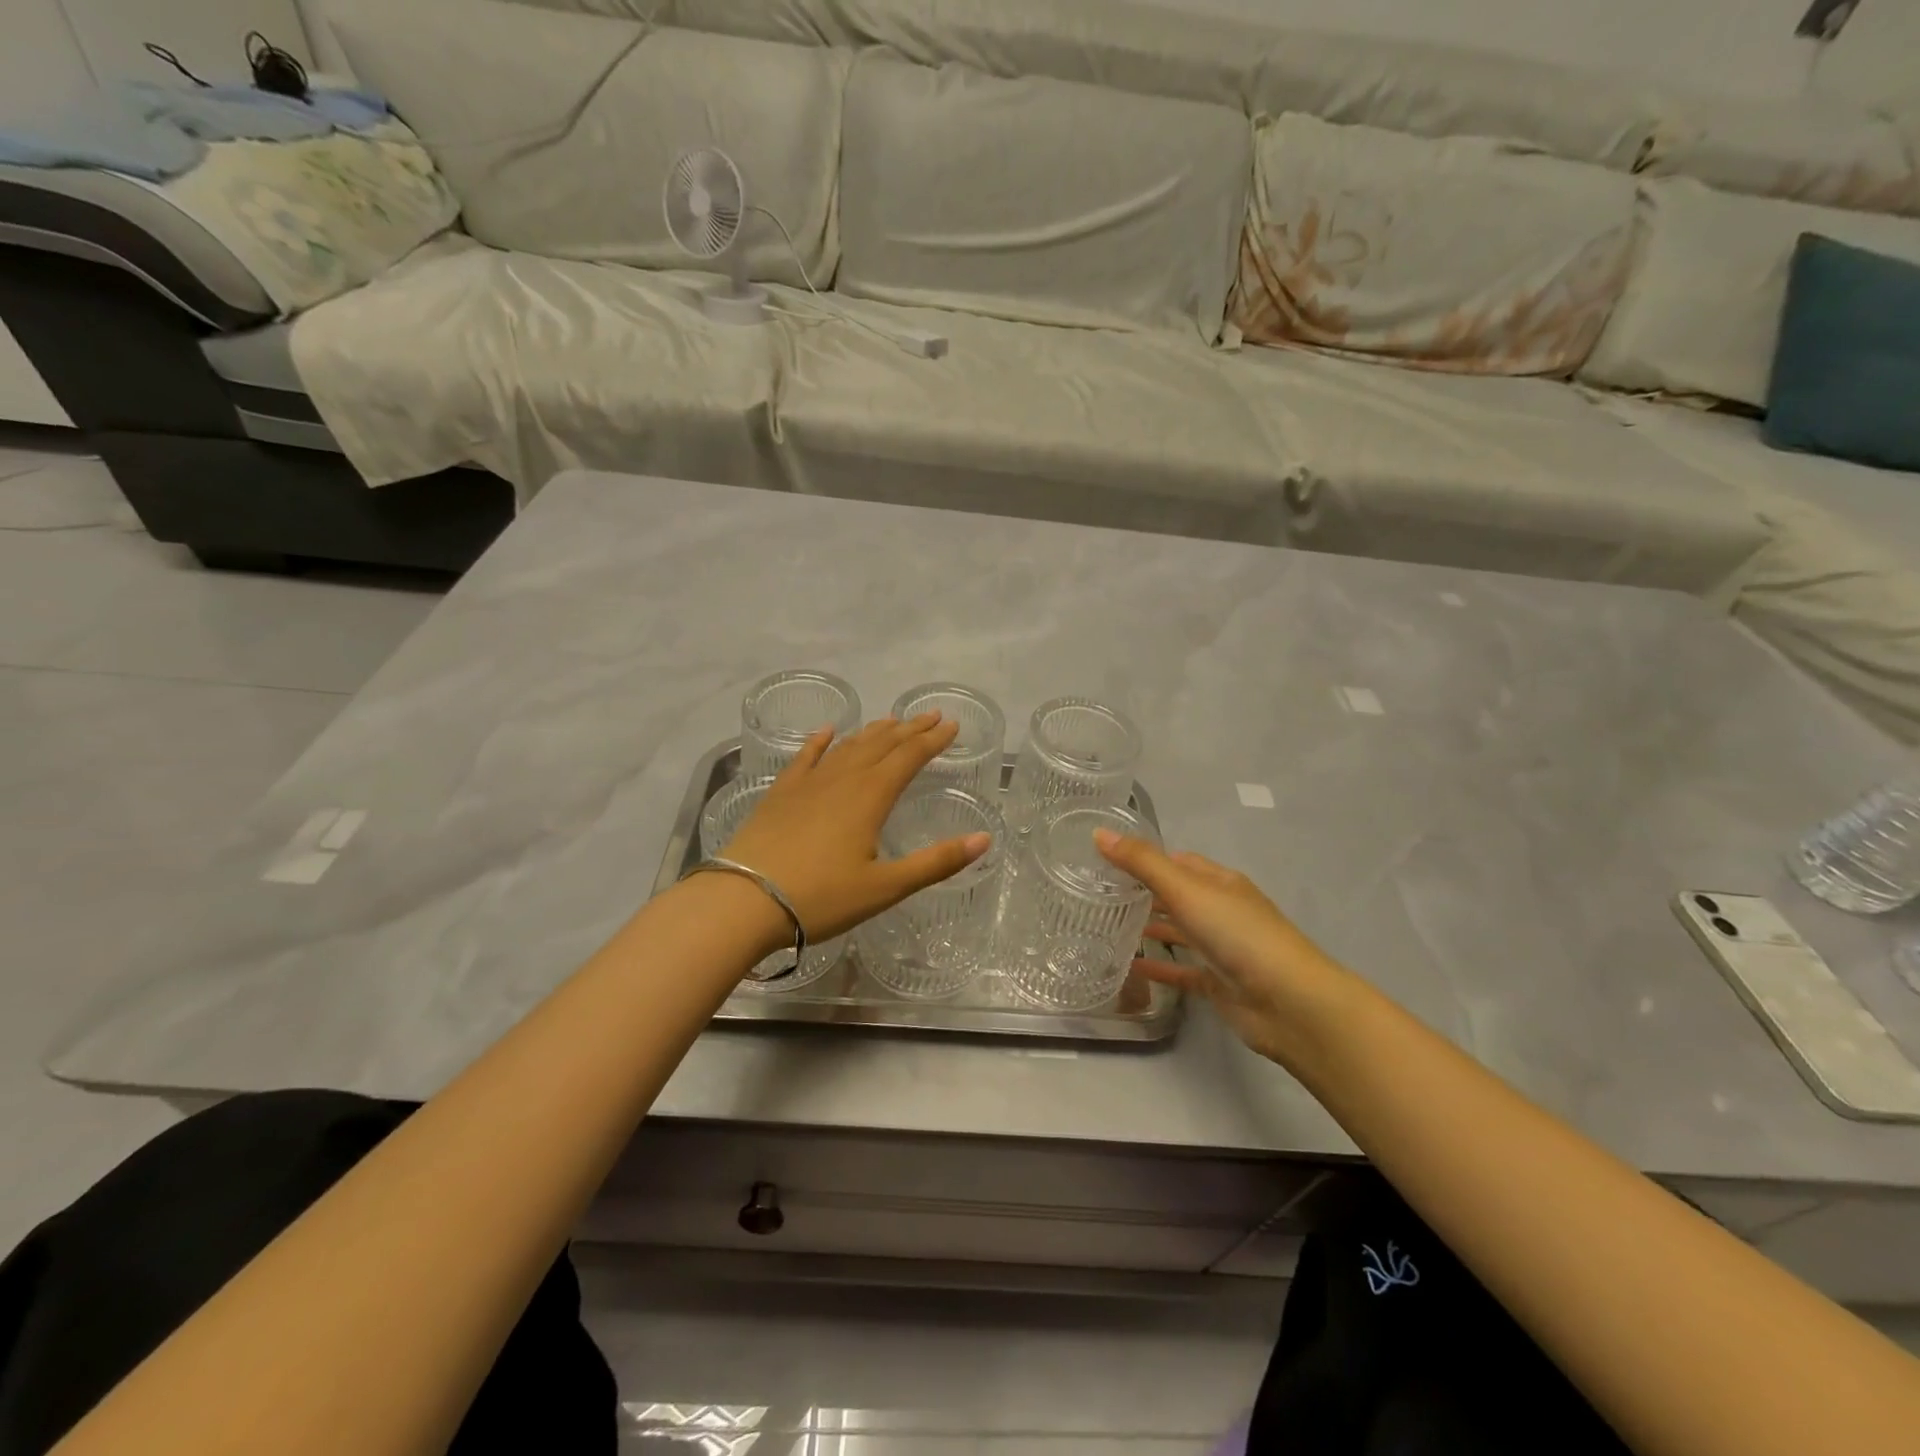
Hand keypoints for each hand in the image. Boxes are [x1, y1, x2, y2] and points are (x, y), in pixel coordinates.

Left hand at [719, 714, 991, 941]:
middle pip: (881, 745)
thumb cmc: (821, 897)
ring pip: (848, 747)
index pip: (909, 757)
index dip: (933, 740)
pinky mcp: (781, 794)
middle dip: (909, 729)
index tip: (951, 725)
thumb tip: (984, 839)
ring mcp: (808, 783)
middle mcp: (842, 779)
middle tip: (931, 715)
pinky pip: (805, 757)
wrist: (744, 901)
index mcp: (871, 796)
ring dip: (873, 732)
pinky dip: (820, 742)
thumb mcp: (885, 887)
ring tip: (891, 721)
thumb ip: (936, 862)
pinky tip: (827, 732)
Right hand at [1095, 831, 1353, 1068]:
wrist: (1288, 1002)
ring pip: (1180, 933)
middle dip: (1144, 893)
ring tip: (1107, 927)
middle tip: (1099, 894)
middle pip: (1178, 895)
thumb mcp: (1185, 889)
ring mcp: (1222, 948)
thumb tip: (1099, 833)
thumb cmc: (1238, 934)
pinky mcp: (1218, 983)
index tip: (1108, 860)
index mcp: (1220, 882)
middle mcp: (1222, 911)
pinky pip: (1181, 971)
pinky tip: (1130, 968)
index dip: (1147, 858)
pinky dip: (1158, 968)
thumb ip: (1141, 863)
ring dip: (1150, 928)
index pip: (1179, 861)